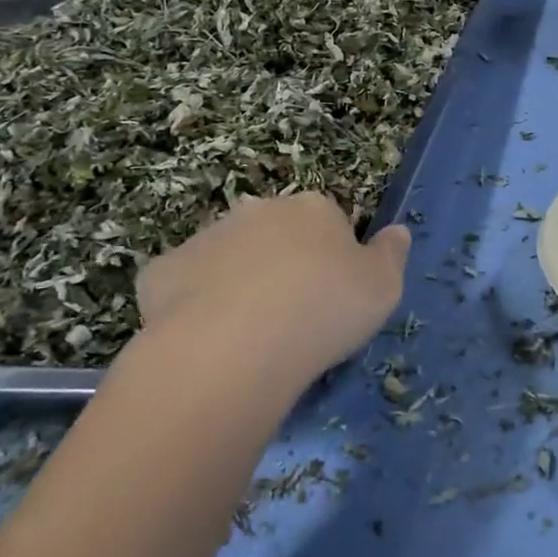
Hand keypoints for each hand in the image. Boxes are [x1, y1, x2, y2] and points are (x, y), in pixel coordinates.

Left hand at [135, 194, 409, 388]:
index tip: (334, 296)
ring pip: (229, 257)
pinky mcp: (161, 272)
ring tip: (247, 336)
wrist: (232, 348)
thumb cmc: (323, 311)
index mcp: (313, 208)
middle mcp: (259, 210)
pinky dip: (192, 305)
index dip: (333, 258)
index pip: (329, 221)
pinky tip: (204, 340)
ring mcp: (205, 237)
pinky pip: (183, 285)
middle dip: (282, 264)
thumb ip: (392, 254)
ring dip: (238, 282)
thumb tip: (396, 231)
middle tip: (292, 315)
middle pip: (276, 233)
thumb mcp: (384, 288)